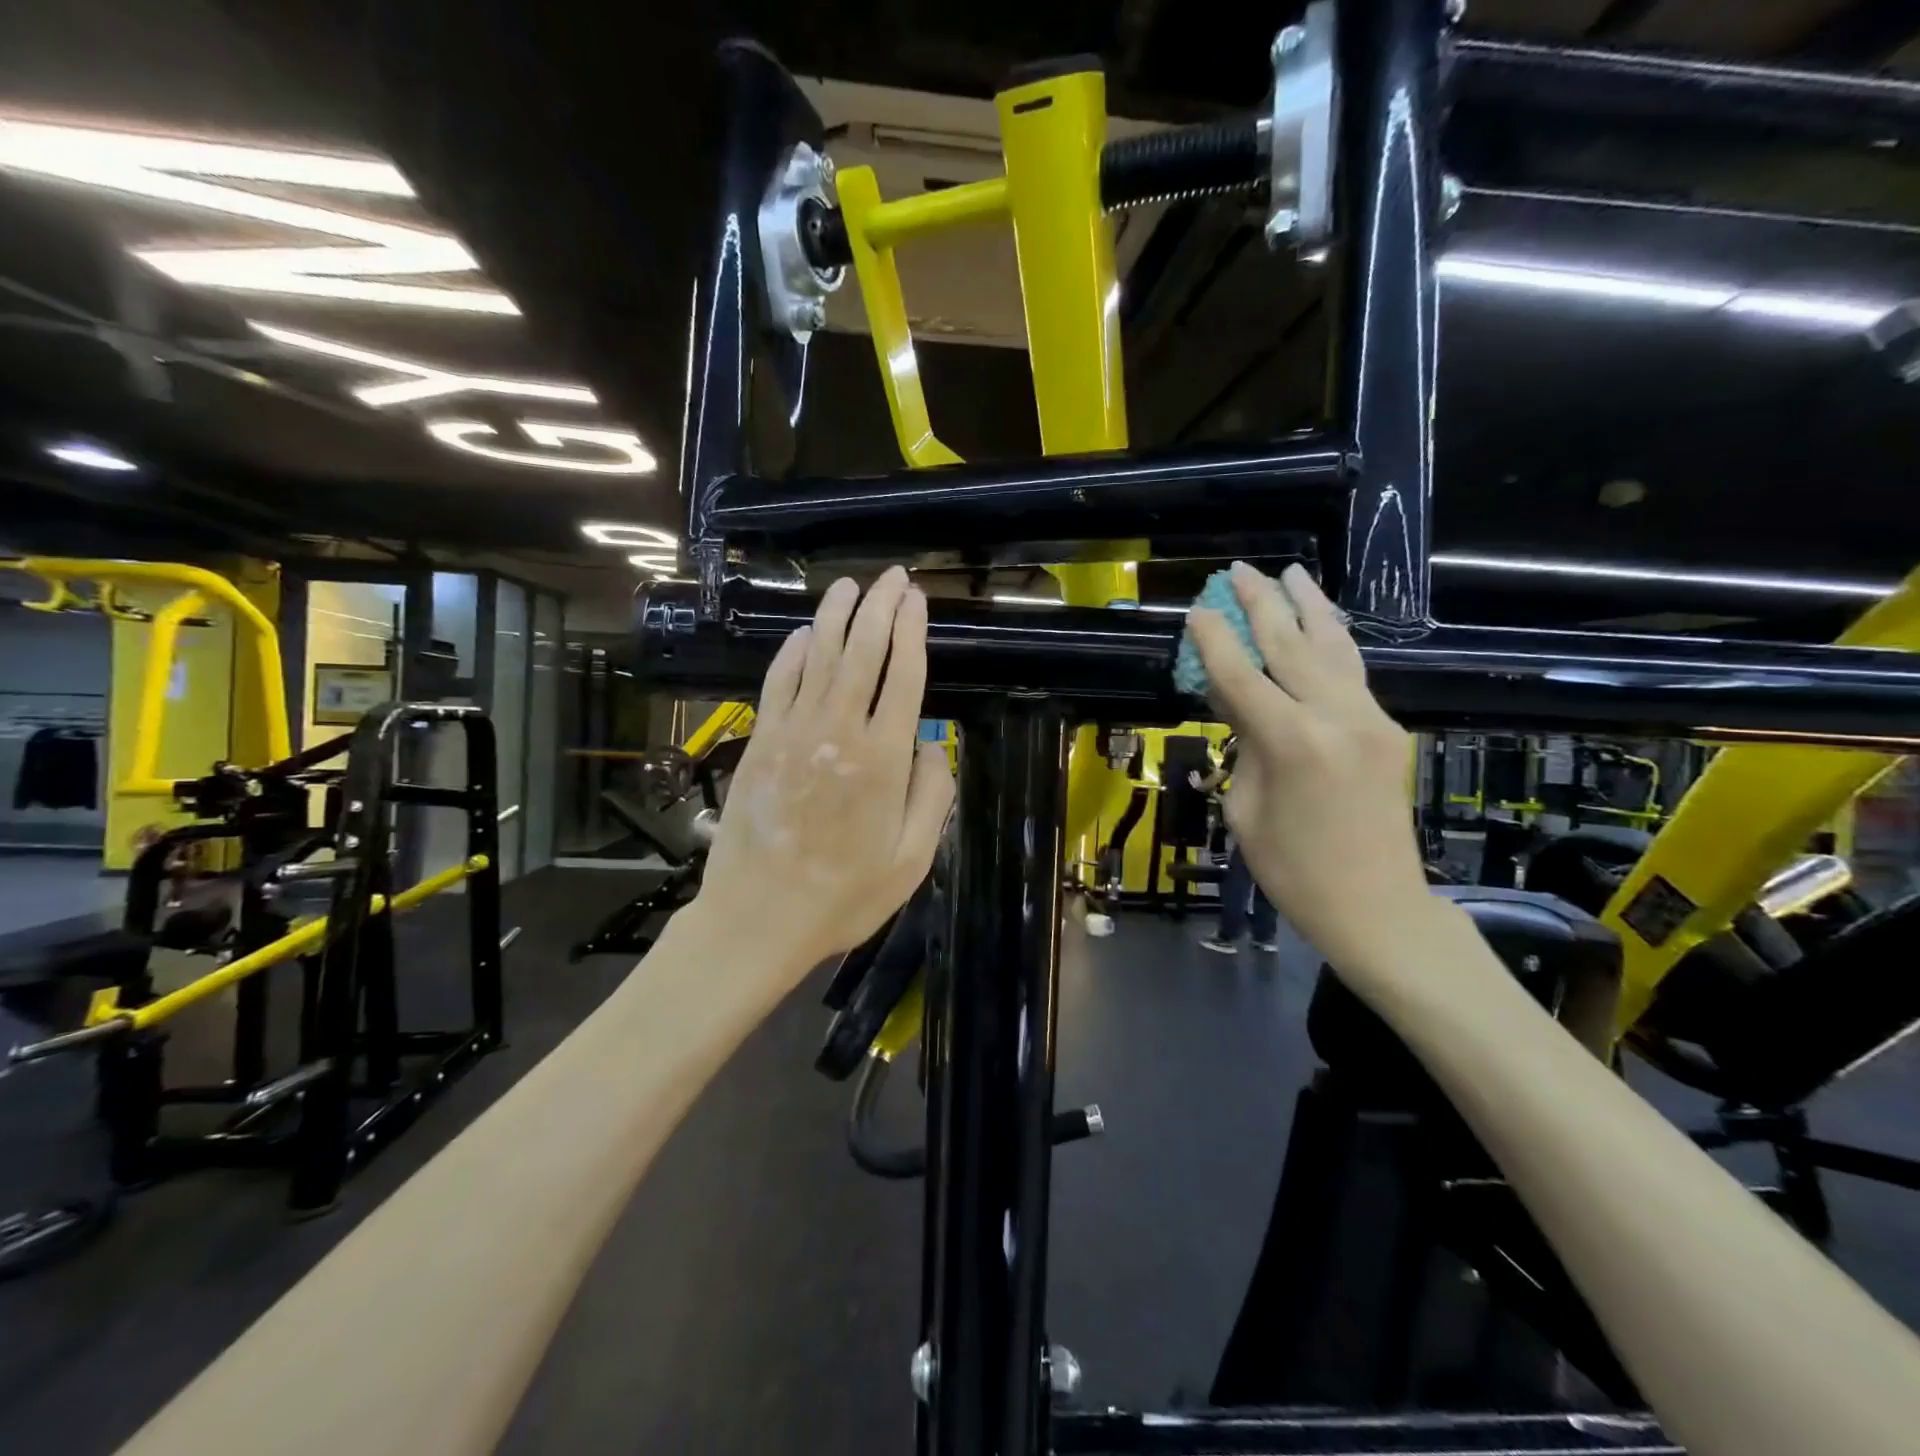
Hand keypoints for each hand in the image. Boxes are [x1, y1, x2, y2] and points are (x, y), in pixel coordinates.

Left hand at [695, 567, 954, 979]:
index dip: (911, 631)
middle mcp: (838, 732)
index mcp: (884, 759)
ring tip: (848, 587)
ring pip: (818, 657)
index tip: (917, 599)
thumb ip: (932, 795)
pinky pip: (777, 683)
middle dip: (879, 608)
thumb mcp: (912, 859)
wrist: (759, 918)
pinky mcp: (760, 742)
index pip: (904, 676)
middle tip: (890, 577)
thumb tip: (930, 745)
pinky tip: (803, 636)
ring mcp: (793, 733)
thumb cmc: (845, 895)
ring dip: (834, 617)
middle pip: (862, 652)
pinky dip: (792, 653)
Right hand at [1188, 562, 1430, 980]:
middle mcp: (1335, 716)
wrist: (1377, 907)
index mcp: (1291, 741)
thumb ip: (1244, 744)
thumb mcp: (1245, 808)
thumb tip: (1237, 699)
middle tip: (1238, 572)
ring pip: (1334, 646)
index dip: (1214, 639)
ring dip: (1308, 606)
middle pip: (1290, 644)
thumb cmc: (1293, 870)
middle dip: (1260, 604)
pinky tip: (1321, 623)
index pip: (1242, 674)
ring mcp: (1369, 718)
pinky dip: (1332, 640)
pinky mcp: (1386, 728)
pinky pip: (1353, 671)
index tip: (1196, 609)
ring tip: (1290, 572)